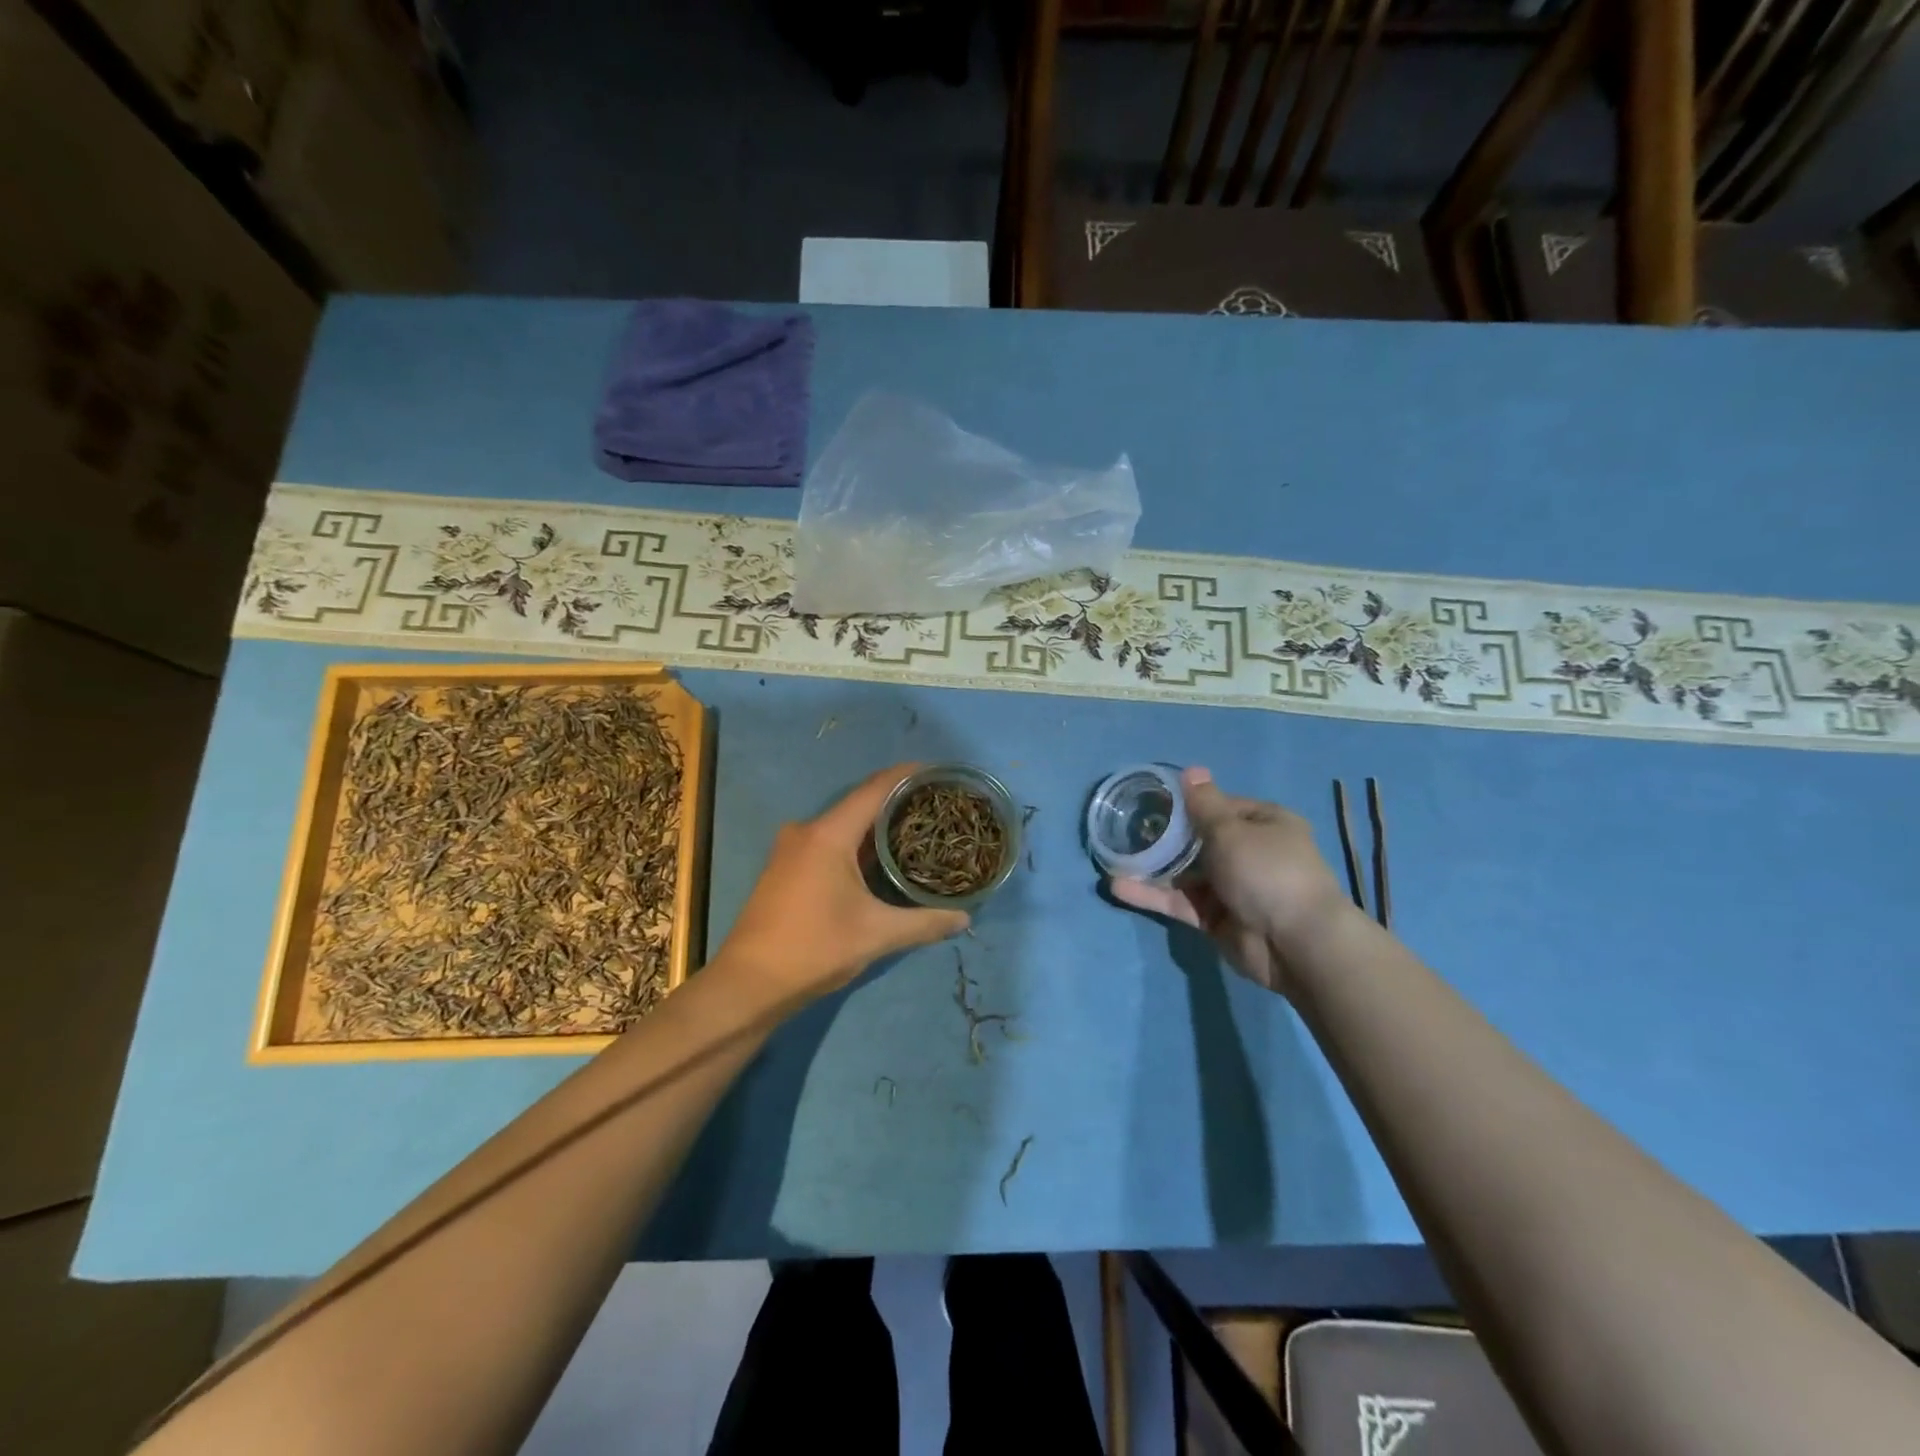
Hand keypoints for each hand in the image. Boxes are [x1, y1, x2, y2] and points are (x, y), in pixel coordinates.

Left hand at [717, 764, 969, 1000]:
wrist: (748, 984)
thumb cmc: (814, 949)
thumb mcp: (876, 935)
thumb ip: (924, 923)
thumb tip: (965, 917)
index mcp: (828, 834)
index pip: (875, 789)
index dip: (907, 775)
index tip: (939, 772)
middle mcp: (807, 831)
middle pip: (860, 803)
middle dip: (898, 801)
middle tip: (937, 806)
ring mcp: (792, 849)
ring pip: (844, 824)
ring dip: (877, 825)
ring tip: (918, 829)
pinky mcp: (786, 868)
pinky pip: (830, 842)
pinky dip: (858, 843)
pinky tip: (882, 858)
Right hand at [1109, 766, 1349, 994]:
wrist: (1296, 944)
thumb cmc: (1267, 871)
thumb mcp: (1231, 830)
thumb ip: (1203, 804)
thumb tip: (1192, 770)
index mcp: (1264, 823)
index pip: (1219, 807)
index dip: (1187, 804)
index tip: (1151, 801)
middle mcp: (1249, 853)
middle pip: (1198, 840)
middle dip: (1164, 837)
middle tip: (1125, 829)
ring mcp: (1231, 888)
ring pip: (1184, 874)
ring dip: (1152, 868)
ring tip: (1112, 859)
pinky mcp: (1215, 919)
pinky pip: (1180, 902)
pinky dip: (1152, 896)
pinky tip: (1118, 887)